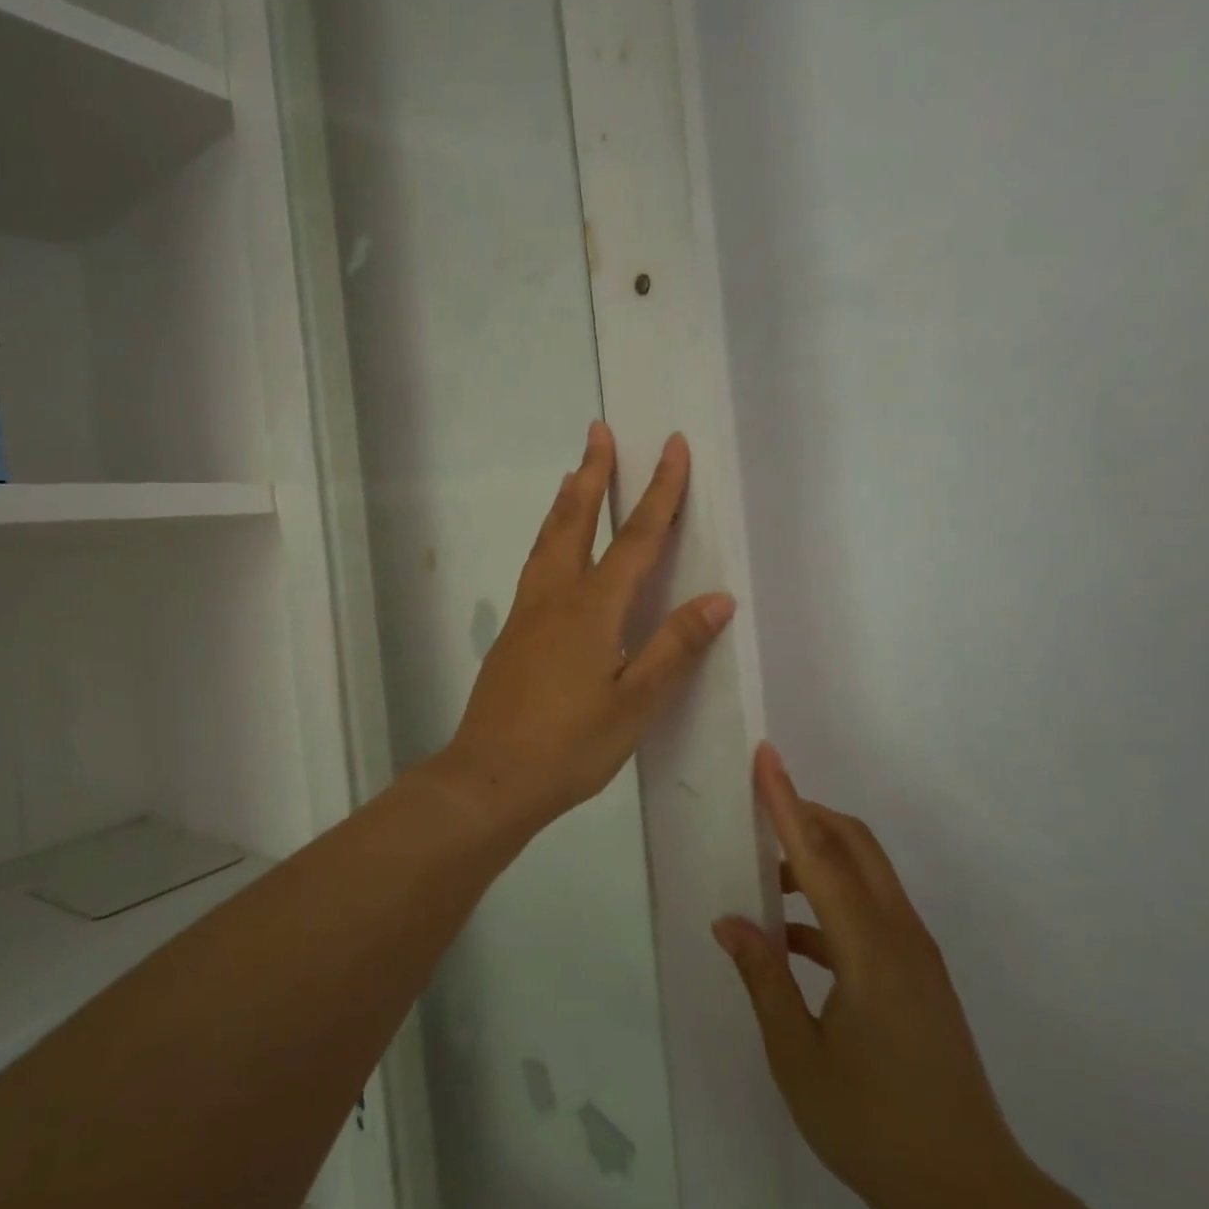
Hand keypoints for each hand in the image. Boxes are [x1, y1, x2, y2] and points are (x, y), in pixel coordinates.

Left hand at [433, 422, 735, 832]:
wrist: (489, 777)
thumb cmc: (570, 746)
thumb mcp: (636, 704)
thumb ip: (674, 647)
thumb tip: (718, 598)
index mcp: (593, 608)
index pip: (637, 537)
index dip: (660, 490)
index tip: (672, 446)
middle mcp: (556, 596)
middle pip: (577, 520)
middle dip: (594, 473)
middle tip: (599, 431)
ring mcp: (527, 612)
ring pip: (548, 539)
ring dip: (566, 501)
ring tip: (574, 473)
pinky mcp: (512, 632)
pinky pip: (535, 565)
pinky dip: (549, 537)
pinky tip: (553, 550)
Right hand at [717, 746, 1152, 1208]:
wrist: (973, 1195)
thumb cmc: (876, 1128)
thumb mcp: (800, 1060)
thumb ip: (764, 980)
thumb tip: (731, 922)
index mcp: (869, 950)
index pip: (818, 855)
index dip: (786, 802)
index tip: (765, 757)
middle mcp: (899, 935)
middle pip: (854, 844)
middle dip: (807, 814)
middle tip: (757, 809)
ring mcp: (916, 953)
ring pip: (866, 872)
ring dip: (818, 857)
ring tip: (765, 880)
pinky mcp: (920, 973)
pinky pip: (873, 908)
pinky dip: (832, 900)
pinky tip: (794, 940)